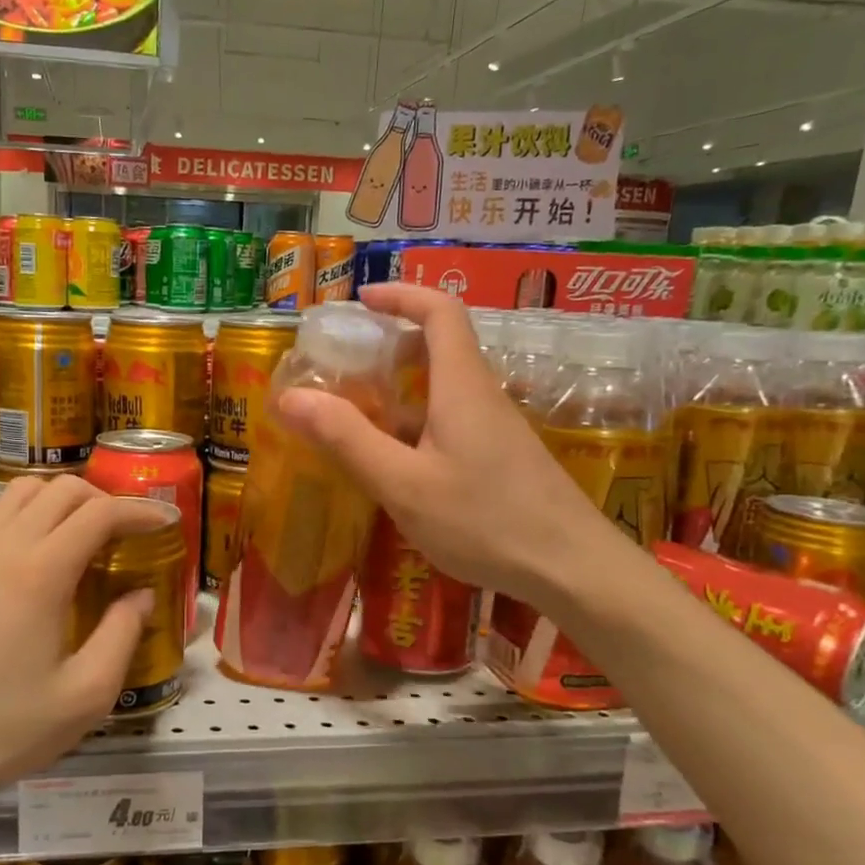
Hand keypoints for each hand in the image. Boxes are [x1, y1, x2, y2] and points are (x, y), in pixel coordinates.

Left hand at [0, 476, 155, 828]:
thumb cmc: (0, 730)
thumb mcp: (84, 696)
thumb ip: (122, 635)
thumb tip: (140, 596)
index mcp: (40, 573)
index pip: (99, 513)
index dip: (139, 511)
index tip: (164, 522)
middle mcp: (1, 547)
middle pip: (60, 490)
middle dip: (103, 500)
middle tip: (125, 532)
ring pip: (18, 493)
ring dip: (58, 502)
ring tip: (78, 536)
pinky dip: (17, 518)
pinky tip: (24, 556)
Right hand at [277, 284, 613, 603]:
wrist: (572, 569)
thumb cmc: (485, 521)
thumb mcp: (404, 484)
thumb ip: (348, 439)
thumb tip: (291, 397)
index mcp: (462, 386)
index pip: (440, 311)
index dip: (402, 295)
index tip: (362, 300)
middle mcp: (482, 396)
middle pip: (440, 348)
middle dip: (390, 346)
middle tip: (345, 365)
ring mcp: (496, 430)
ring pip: (443, 392)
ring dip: (400, 393)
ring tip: (355, 418)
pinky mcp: (501, 459)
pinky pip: (452, 424)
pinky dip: (416, 427)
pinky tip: (395, 467)